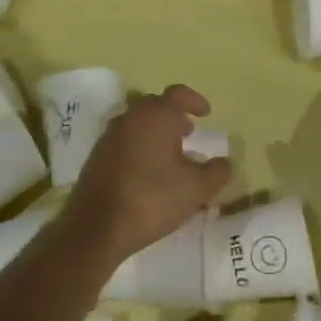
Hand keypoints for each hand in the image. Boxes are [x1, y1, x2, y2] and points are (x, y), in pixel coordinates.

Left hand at [66, 85, 230, 264]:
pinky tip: (147, 171)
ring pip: (137, 122)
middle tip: (188, 133)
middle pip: (155, 105)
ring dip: (154, 131)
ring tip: (169, 154)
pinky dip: (138, 146)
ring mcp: (110, 135)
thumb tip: (224, 162)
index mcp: (157, 116)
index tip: (206, 114)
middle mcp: (131, 117)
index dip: (195, 101)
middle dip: (173, 115)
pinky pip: (123, 140)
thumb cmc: (152, 199)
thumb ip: (216, 172)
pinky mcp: (96, 155)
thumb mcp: (196, 189)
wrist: (96, 226)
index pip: (178, 94)